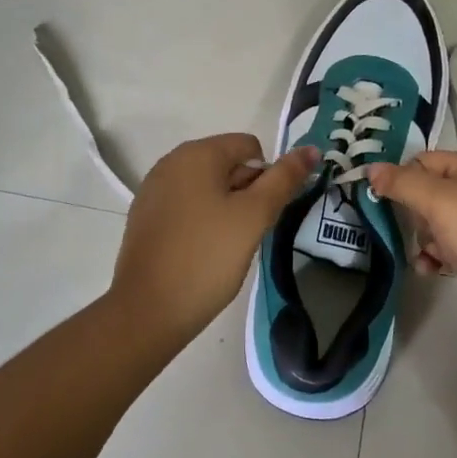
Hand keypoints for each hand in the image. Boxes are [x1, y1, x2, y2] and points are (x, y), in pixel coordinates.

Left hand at [112, 134, 318, 340]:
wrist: (148, 310)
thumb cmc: (207, 257)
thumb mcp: (254, 216)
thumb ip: (284, 179)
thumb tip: (311, 149)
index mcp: (196, 153)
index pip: (250, 146)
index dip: (267, 177)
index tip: (264, 214)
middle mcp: (171, 162)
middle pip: (228, 164)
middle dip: (246, 194)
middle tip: (247, 233)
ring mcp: (154, 190)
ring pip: (208, 188)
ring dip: (226, 209)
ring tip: (226, 246)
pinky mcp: (145, 216)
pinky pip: (187, 206)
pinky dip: (202, 222)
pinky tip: (202, 252)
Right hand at [366, 151, 456, 326]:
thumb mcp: (440, 204)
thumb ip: (403, 184)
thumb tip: (371, 168)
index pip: (424, 161)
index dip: (402, 180)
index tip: (385, 204)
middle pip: (429, 193)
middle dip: (417, 217)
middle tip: (426, 234)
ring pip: (437, 223)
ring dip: (426, 241)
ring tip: (433, 259)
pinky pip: (452, 247)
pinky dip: (439, 257)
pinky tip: (434, 272)